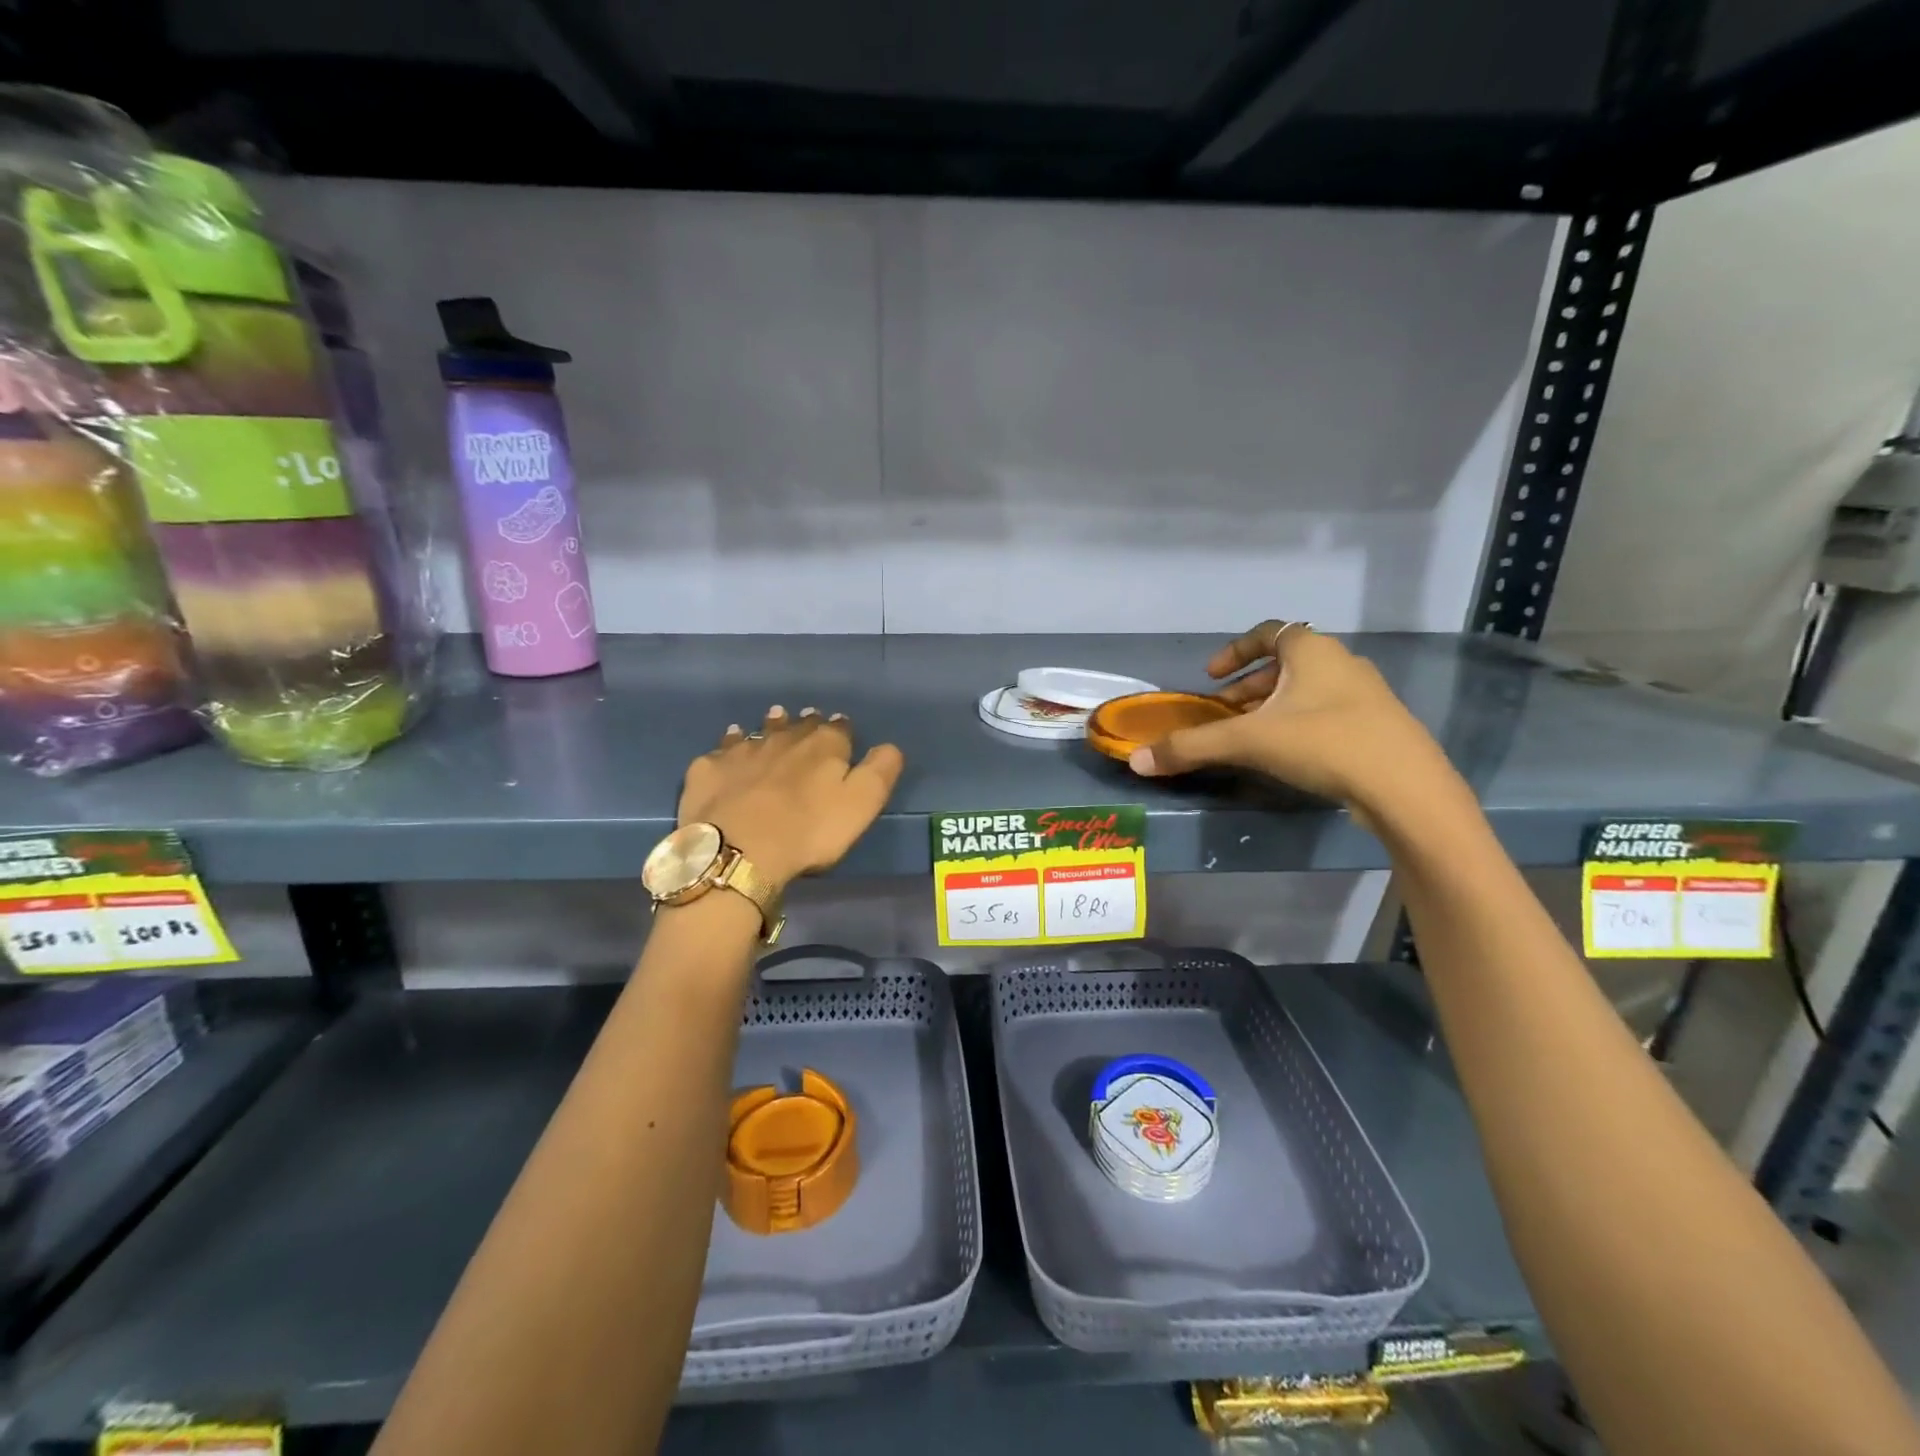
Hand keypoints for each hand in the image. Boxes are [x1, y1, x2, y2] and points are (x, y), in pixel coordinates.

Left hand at [679, 706, 904, 887]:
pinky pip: (723, 748)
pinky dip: (730, 744)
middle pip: (799, 725)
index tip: (843, 729)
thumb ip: (880, 770)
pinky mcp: (710, 768)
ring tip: (774, 720)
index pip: (839, 728)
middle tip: (808, 720)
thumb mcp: (862, 803)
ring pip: (761, 730)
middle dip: (806, 723)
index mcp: (824, 746)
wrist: (739, 849)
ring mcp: (743, 750)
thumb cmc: (809, 830)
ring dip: (770, 725)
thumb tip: (889, 745)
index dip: (842, 729)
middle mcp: (784, 738)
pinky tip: (730, 747)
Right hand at [1128, 622, 1455, 817]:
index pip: (1267, 633)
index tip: (1210, 677)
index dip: (1234, 652)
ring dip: (1274, 706)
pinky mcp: (1379, 726)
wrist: (1406, 788)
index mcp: (1311, 651)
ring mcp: (1366, 695)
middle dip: (1249, 686)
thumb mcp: (1249, 742)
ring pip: (1308, 690)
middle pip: (1286, 664)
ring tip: (1252, 735)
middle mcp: (1341, 663)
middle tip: (1226, 711)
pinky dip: (1300, 724)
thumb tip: (1137, 760)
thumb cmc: (1323, 744)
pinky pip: (1328, 712)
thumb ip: (1191, 748)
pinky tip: (1291, 756)